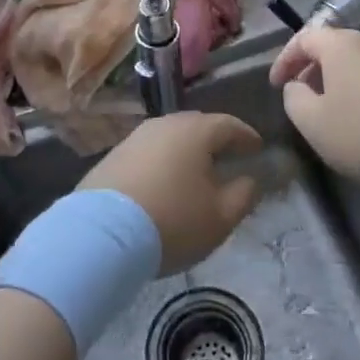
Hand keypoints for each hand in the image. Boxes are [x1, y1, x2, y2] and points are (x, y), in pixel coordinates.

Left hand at [80, 113, 263, 273]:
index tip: (257, 147)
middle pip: (197, 126)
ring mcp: (135, 138)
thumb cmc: (172, 221)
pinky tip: (164, 183)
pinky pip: (148, 153)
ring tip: (195, 172)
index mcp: (195, 131)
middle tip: (228, 157)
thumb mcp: (220, 217)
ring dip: (186, 152)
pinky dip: (162, 163)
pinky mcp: (113, 156)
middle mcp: (164, 124)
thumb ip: (243, 195)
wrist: (102, 235)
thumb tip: (249, 179)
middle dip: (215, 140)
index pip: (229, 125)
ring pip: (170, 138)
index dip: (246, 136)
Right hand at [270, 26, 359, 192]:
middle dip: (314, 69)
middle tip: (304, 97)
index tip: (277, 85)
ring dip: (343, 80)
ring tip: (337, 110)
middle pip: (335, 46)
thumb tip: (297, 86)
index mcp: (342, 45)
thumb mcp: (313, 124)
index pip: (304, 38)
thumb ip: (294, 99)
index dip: (285, 59)